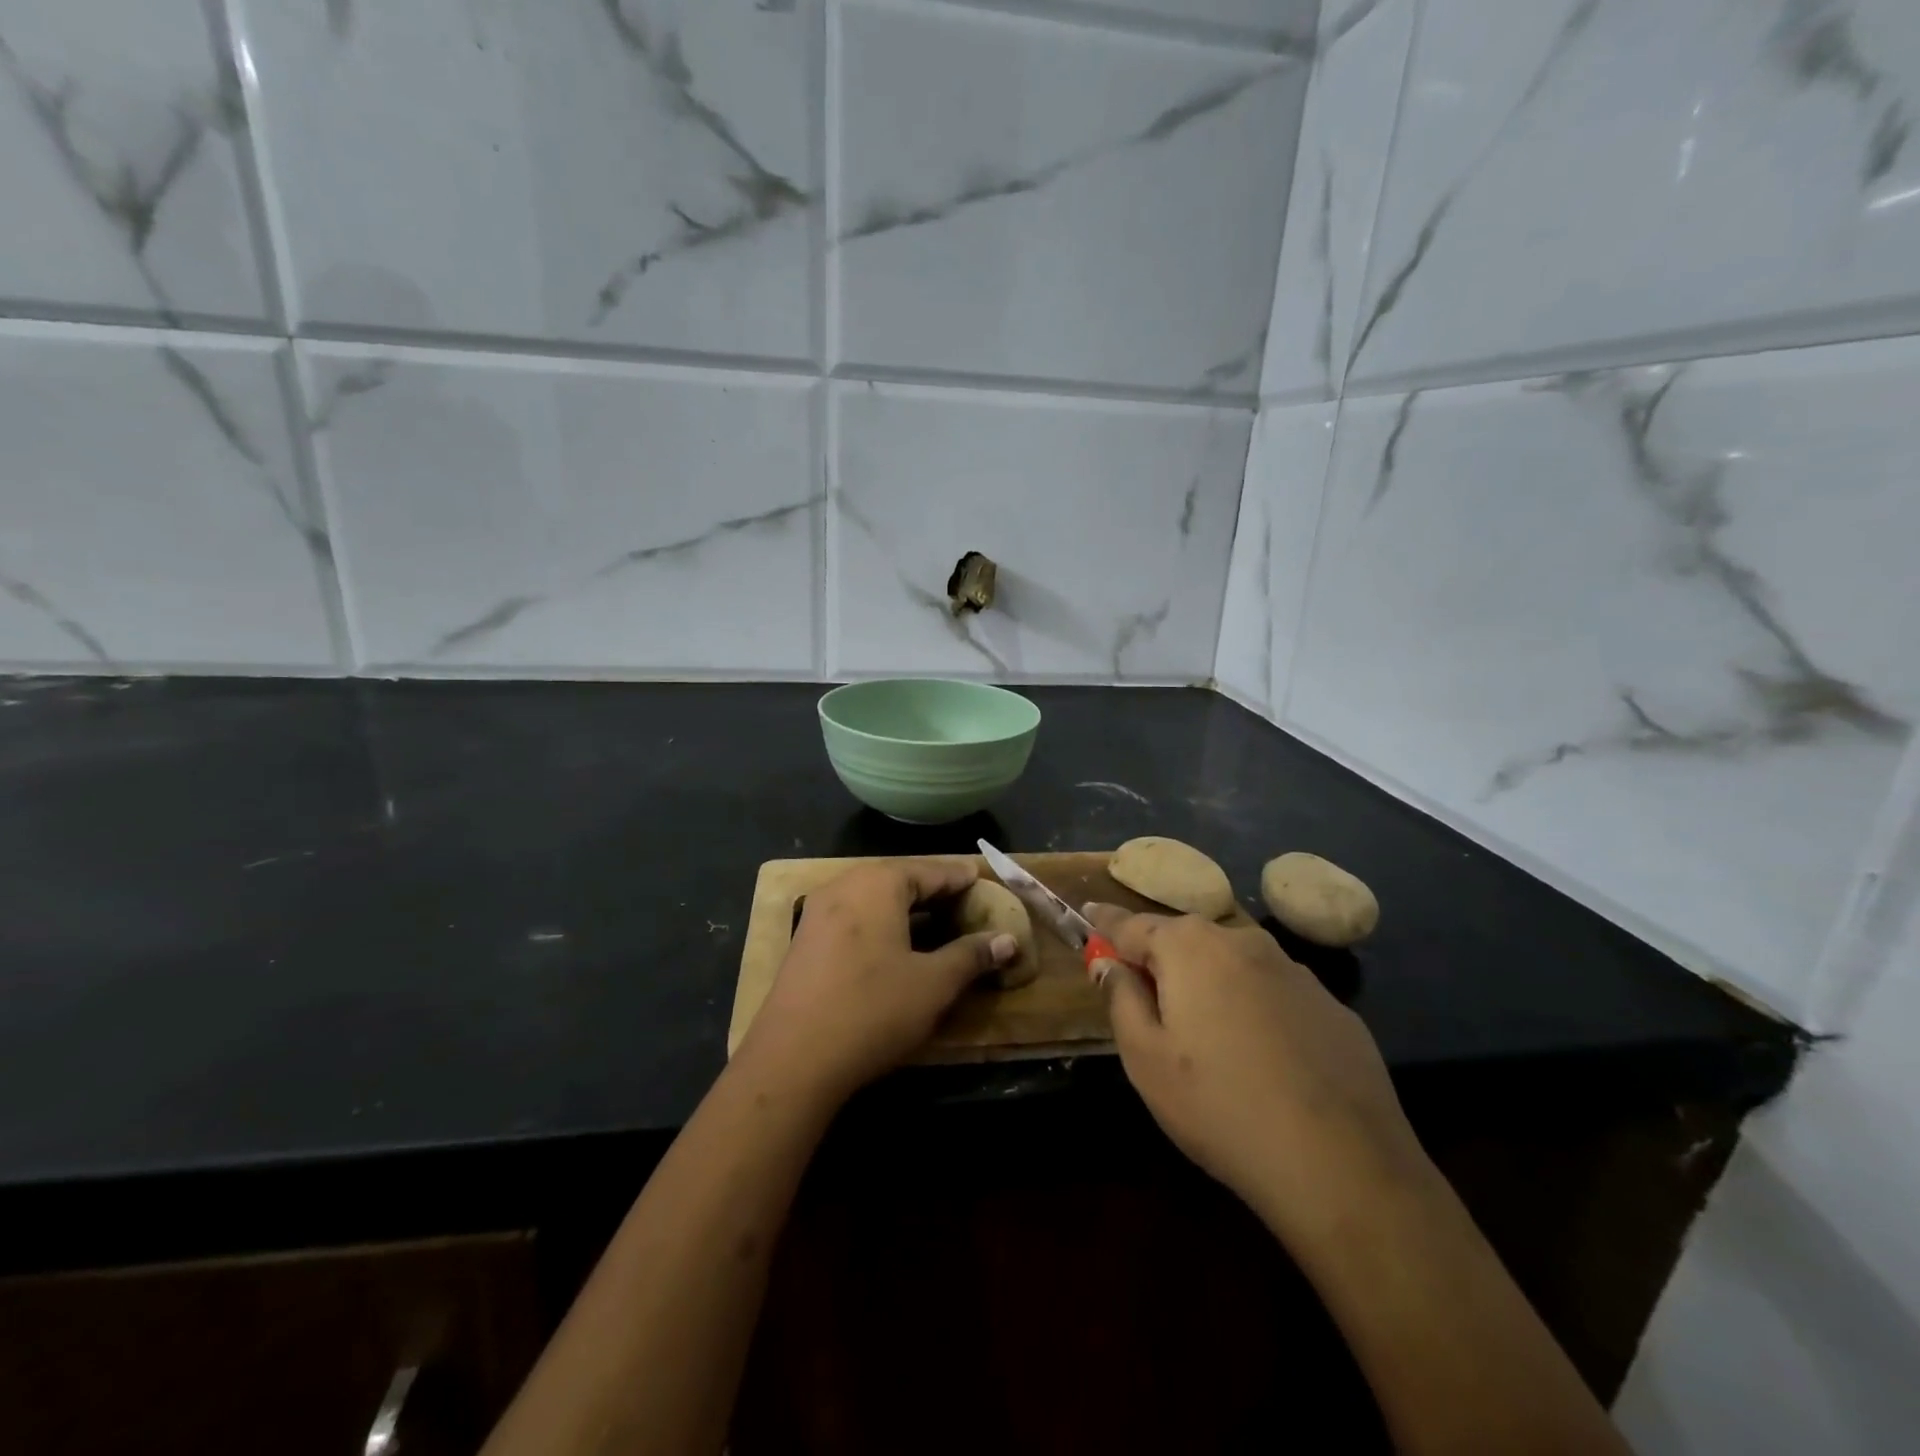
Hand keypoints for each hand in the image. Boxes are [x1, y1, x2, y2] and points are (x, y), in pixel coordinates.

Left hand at [739, 859, 1016, 1103]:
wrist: (792, 1059)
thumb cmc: (872, 1010)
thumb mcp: (933, 984)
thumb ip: (972, 955)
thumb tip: (1009, 940)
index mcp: (879, 883)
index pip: (932, 871)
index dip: (962, 879)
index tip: (985, 883)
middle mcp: (846, 885)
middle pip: (900, 879)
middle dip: (935, 892)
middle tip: (966, 905)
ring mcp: (819, 911)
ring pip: (875, 898)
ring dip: (907, 909)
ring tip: (937, 925)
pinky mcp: (806, 939)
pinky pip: (854, 917)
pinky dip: (882, 923)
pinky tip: (896, 946)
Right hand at [1084, 905, 1430, 1244]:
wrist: (1342, 1163)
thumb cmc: (1219, 1106)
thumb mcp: (1145, 1059)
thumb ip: (1120, 998)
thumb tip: (1109, 962)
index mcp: (1189, 947)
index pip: (1130, 924)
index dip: (1105, 924)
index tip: (1087, 916)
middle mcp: (1241, 941)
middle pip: (1184, 938)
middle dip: (1158, 956)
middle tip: (1144, 992)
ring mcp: (1293, 970)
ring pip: (1232, 963)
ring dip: (1208, 980)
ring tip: (1204, 1030)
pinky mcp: (1331, 1006)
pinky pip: (1273, 992)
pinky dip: (1253, 1005)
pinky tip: (1261, 1055)